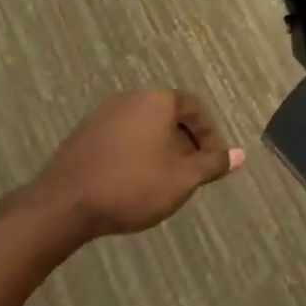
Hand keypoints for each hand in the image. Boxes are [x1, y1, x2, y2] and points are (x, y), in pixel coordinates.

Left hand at [27, 89, 243, 236]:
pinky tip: (134, 182)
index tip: (212, 162)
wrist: (64, 206)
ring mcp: (102, 116)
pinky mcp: (82, 136)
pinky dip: (135, 154)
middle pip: (168, 116)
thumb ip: (213, 164)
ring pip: (144, 128)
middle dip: (184, 143)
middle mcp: (130, 99)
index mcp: (158, 101)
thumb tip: (241, 155)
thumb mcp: (184, 178)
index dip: (208, 135)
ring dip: (159, 149)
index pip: (194, 108)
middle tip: (191, 172)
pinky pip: (121, 138)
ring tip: (165, 180)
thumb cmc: (134, 185)